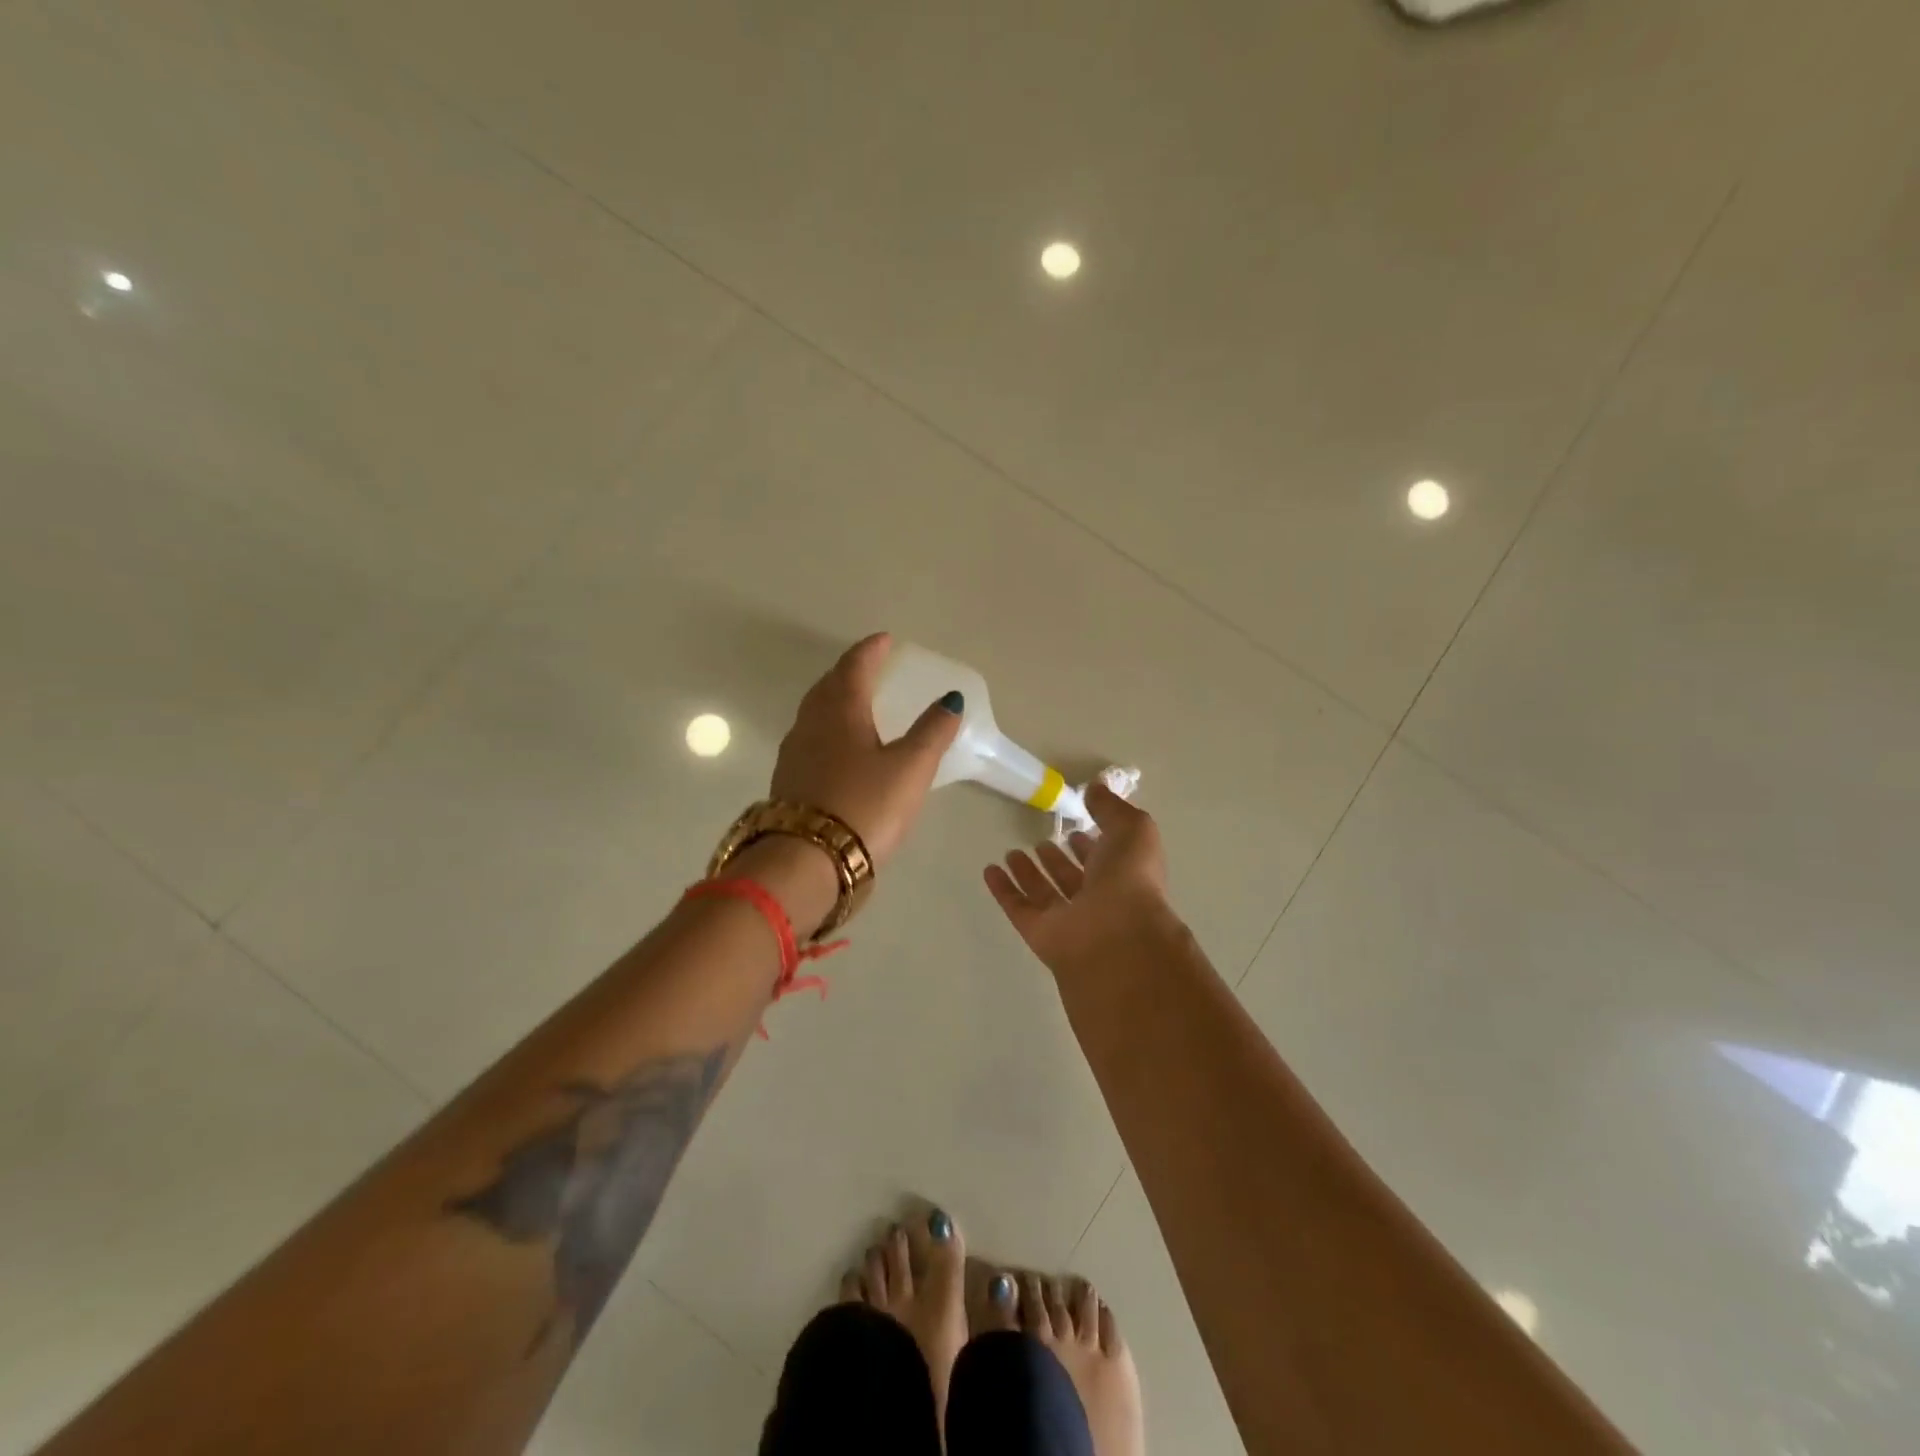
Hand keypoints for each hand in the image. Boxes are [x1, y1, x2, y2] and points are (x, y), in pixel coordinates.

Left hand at [770, 632, 963, 867]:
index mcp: (840, 711)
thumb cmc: (865, 806)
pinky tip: (839, 749)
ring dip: (835, 700)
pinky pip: (809, 740)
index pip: (854, 667)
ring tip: (856, 704)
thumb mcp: (910, 768)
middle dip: (849, 672)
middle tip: (869, 668)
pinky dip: (827, 730)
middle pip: (828, 686)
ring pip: (814, 713)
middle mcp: (810, 725)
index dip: (870, 650)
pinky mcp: (789, 783)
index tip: (884, 640)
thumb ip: (932, 733)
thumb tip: (950, 700)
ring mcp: (794, 754)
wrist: (807, 863)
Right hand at [984, 783, 1177, 976]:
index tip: (1073, 829)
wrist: (1117, 937)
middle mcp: (1099, 901)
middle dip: (1057, 860)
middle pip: (1073, 879)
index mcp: (1125, 877)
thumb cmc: (1130, 878)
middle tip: (1040, 842)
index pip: (1106, 859)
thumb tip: (1096, 789)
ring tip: (1012, 852)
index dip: (1091, 844)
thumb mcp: (1132, 829)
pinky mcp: (1041, 935)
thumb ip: (1112, 808)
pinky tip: (990, 870)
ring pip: (1045, 894)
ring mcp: (1069, 921)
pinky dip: (1004, 891)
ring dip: (1029, 873)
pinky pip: (1019, 909)